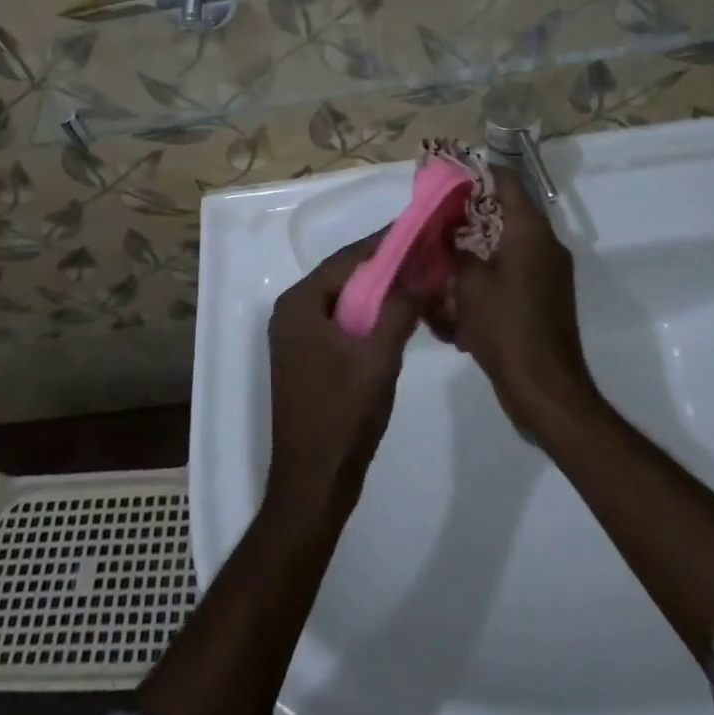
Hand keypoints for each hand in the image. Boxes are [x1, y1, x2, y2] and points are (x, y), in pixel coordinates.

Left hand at [266, 235, 416, 519]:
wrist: (313, 485)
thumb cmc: (342, 416)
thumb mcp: (379, 357)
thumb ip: (399, 309)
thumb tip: (422, 273)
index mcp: (299, 303)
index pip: (347, 258)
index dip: (383, 243)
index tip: (417, 229)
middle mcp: (291, 311)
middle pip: (343, 276)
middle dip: (383, 266)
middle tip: (423, 253)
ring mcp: (295, 337)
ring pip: (343, 300)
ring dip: (377, 291)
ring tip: (416, 279)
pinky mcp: (305, 358)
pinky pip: (339, 322)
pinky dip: (367, 315)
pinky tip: (396, 316)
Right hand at [445, 168, 597, 435]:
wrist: (544, 389)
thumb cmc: (504, 326)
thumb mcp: (467, 282)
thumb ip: (454, 249)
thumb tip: (446, 233)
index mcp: (530, 230)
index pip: (505, 180)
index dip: (475, 172)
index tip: (445, 176)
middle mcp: (545, 244)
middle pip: (504, 213)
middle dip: (467, 216)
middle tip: (434, 220)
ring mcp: (548, 273)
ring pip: (505, 246)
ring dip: (475, 249)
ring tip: (441, 260)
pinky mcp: (544, 299)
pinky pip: (511, 274)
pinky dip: (487, 277)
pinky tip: (458, 297)